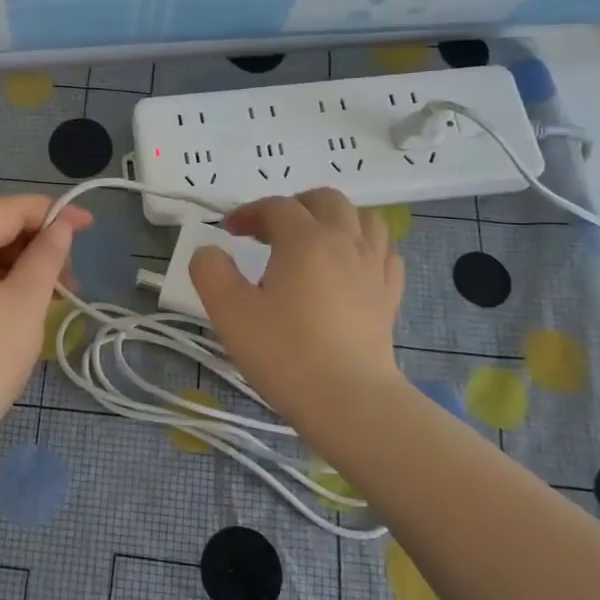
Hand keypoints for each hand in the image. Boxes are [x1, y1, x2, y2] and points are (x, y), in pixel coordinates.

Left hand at [0, 195, 92, 433]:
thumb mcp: (26, 302)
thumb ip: (46, 256)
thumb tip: (60, 226)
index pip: (5, 209)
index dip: (48, 210)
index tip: (87, 225)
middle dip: (37, 242)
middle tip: (71, 274)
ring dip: (25, 268)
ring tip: (58, 297)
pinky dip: (5, 287)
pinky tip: (29, 311)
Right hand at [189, 188, 404, 422]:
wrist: (348, 400)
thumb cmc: (284, 352)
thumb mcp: (229, 311)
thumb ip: (211, 271)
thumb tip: (210, 252)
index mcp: (305, 239)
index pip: (276, 206)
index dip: (249, 212)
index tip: (229, 232)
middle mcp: (345, 242)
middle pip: (326, 200)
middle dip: (295, 206)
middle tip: (271, 231)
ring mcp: (374, 268)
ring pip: (364, 219)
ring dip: (335, 219)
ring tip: (313, 242)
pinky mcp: (390, 296)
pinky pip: (384, 253)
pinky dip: (365, 248)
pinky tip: (349, 267)